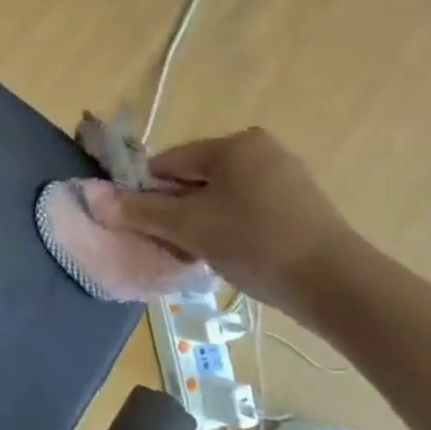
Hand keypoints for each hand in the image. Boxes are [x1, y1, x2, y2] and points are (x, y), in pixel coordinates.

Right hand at [109, 128, 364, 315]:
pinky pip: (247, 209)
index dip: (148, 194)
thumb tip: (93, 197)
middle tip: (174, 244)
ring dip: (201, 223)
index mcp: (234, 144)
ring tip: (201, 254)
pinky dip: (230, 228)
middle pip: (195, 179)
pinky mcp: (301, 205)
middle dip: (177, 211)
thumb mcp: (188, 227)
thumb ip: (139, 211)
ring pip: (220, 197)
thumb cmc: (254, 241)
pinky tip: (230, 255)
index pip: (169, 163)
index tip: (146, 226)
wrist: (336, 284)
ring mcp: (286, 177)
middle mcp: (261, 150)